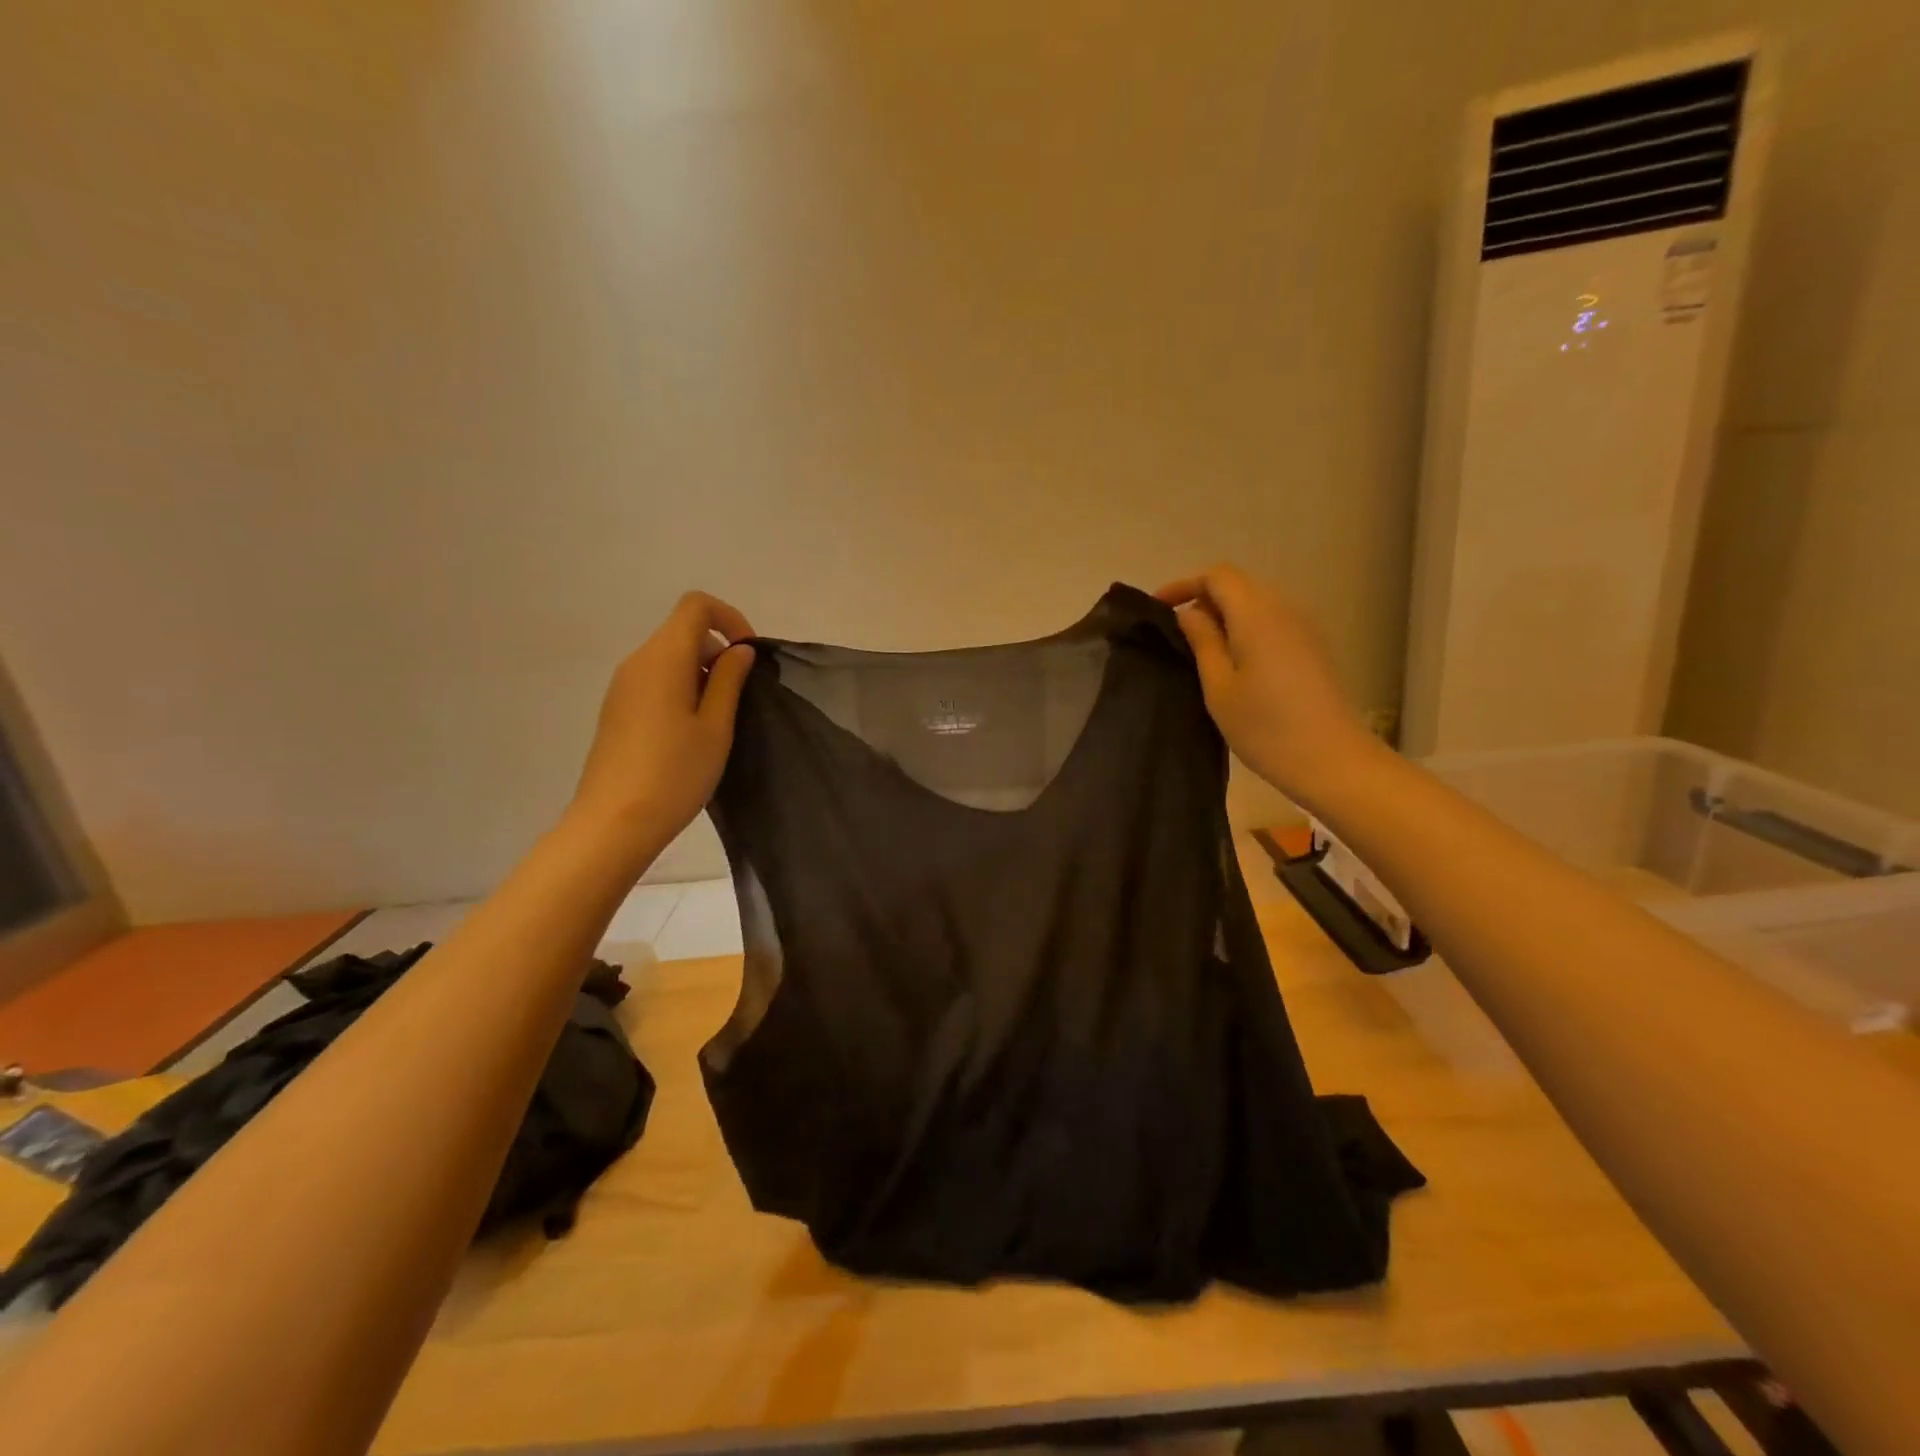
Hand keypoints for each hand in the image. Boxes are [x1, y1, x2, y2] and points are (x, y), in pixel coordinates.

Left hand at [570, 592, 756, 842]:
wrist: (614, 823)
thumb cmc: (674, 773)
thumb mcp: (716, 727)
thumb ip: (729, 680)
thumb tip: (739, 650)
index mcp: (663, 658)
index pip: (696, 605)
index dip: (730, 618)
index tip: (748, 656)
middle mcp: (637, 662)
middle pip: (683, 631)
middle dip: (718, 651)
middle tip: (741, 696)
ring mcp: (622, 686)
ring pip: (669, 657)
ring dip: (701, 673)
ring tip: (719, 720)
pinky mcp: (617, 709)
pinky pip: (655, 680)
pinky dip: (681, 689)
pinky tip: (691, 732)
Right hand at [1154, 564, 1376, 803]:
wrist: (1332, 760)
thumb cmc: (1265, 726)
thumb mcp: (1218, 686)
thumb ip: (1202, 642)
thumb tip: (1189, 614)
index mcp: (1256, 614)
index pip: (1217, 576)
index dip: (1184, 584)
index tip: (1157, 608)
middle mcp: (1283, 609)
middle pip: (1238, 585)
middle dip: (1202, 598)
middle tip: (1174, 631)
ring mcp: (1303, 627)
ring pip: (1256, 603)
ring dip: (1225, 615)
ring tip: (1199, 647)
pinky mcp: (1313, 647)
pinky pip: (1272, 621)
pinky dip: (1245, 628)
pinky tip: (1232, 660)